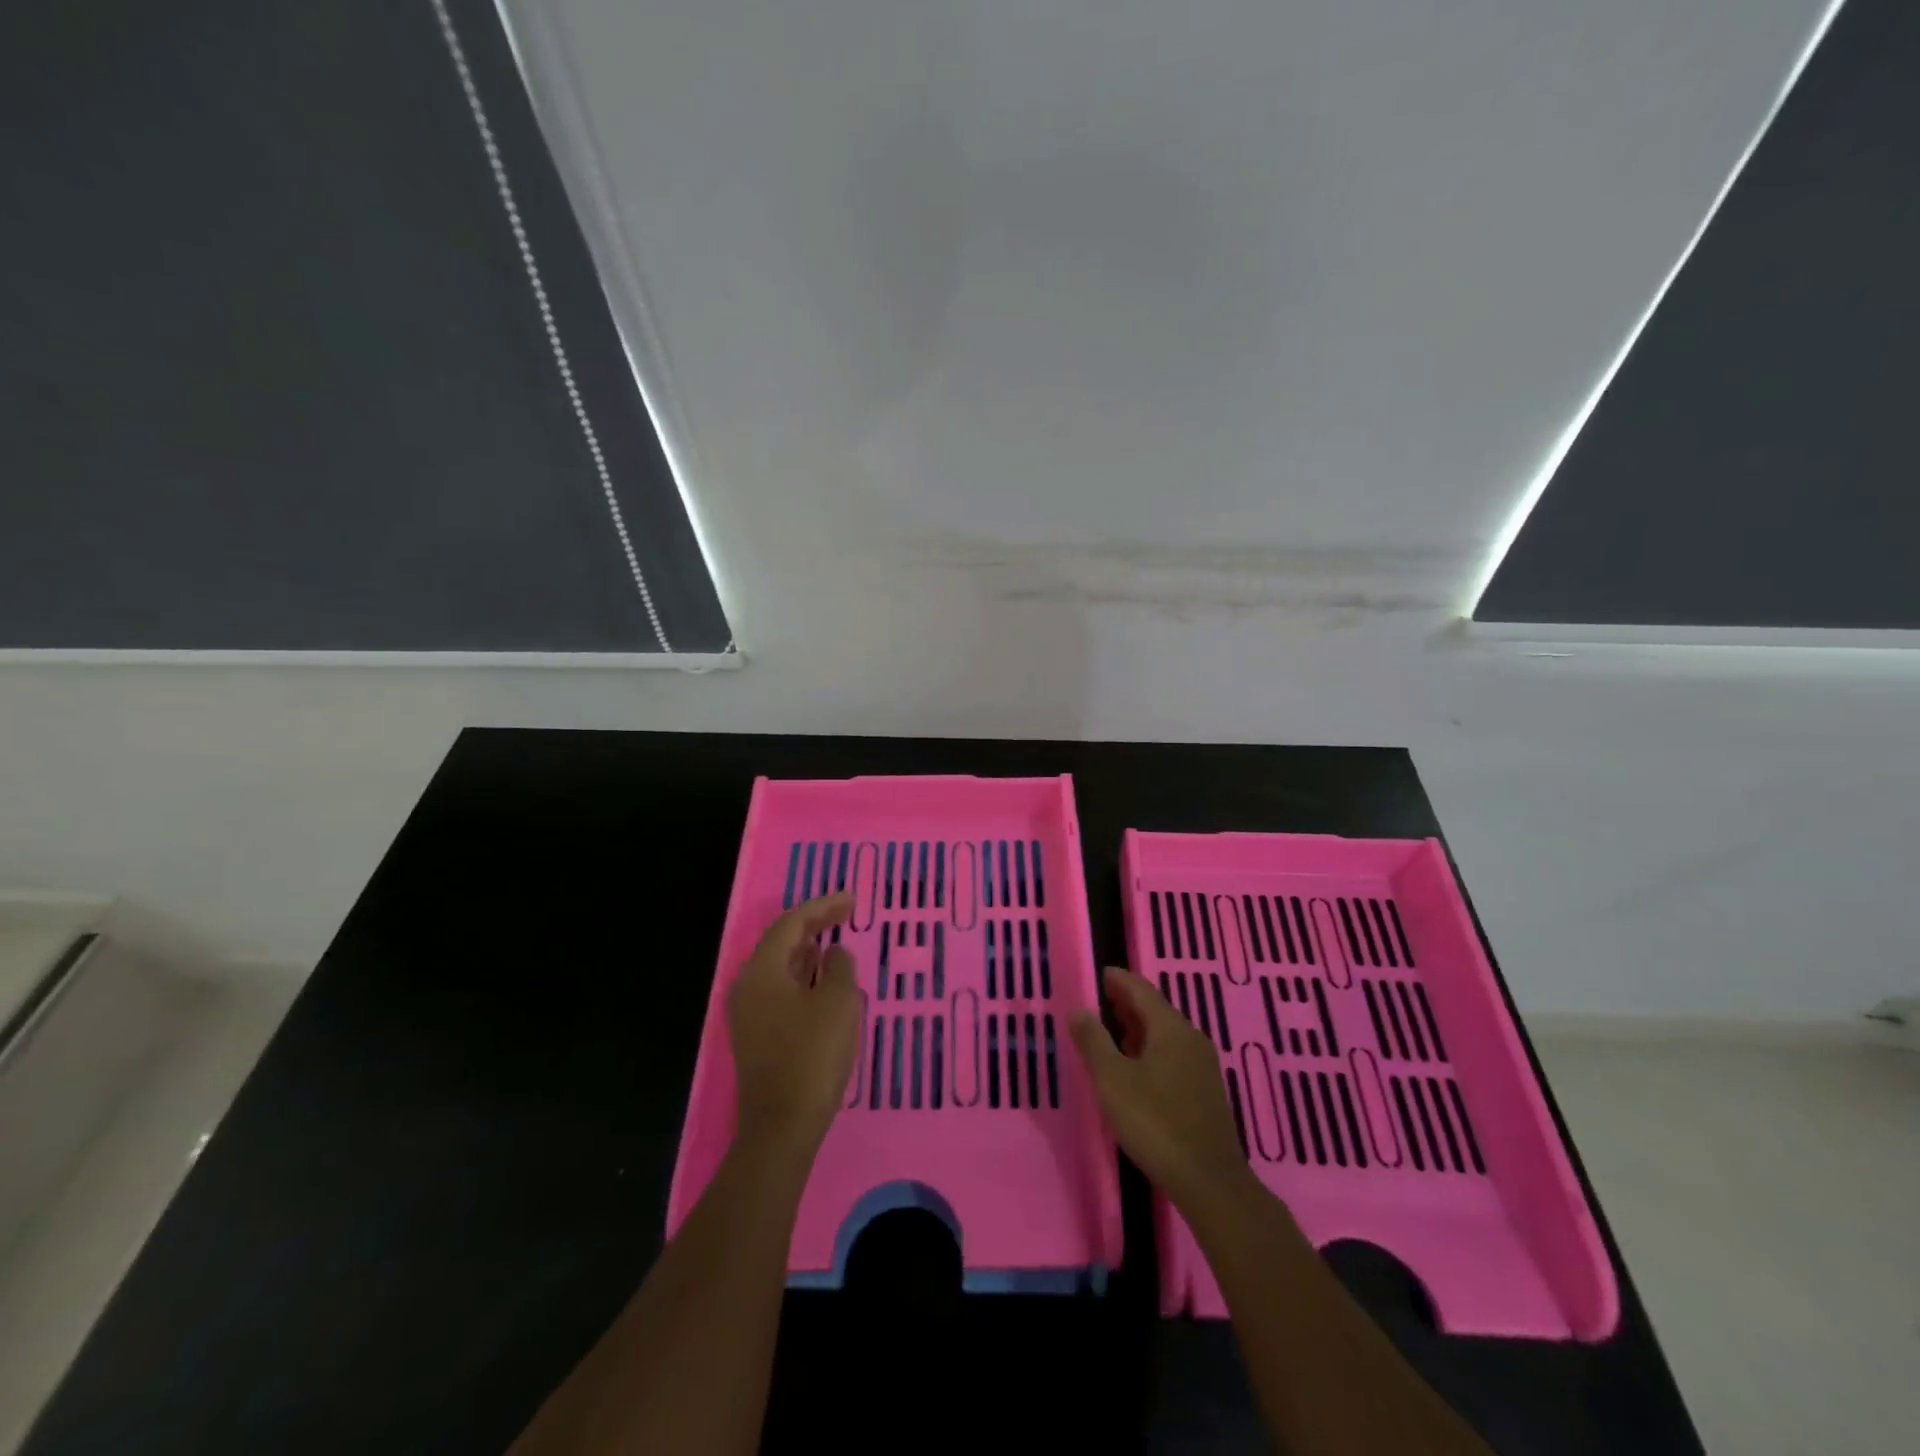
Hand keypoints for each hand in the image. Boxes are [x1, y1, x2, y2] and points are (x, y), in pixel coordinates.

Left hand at [728, 892, 860, 1161]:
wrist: (781, 1128)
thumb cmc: (811, 1057)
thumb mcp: (837, 1002)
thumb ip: (838, 967)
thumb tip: (833, 953)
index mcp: (762, 970)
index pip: (791, 923)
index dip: (823, 906)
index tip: (852, 900)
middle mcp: (747, 985)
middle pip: (781, 942)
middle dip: (814, 924)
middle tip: (846, 913)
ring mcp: (748, 1013)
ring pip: (780, 966)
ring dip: (808, 950)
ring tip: (836, 939)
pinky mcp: (756, 1035)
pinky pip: (780, 989)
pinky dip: (803, 975)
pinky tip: (823, 980)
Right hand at [1069, 966, 1250, 1209]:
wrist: (1210, 1181)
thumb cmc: (1155, 1123)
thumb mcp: (1113, 1081)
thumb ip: (1093, 1042)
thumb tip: (1078, 1010)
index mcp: (1171, 1028)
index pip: (1142, 990)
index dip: (1119, 980)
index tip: (1100, 974)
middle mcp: (1191, 1039)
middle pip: (1156, 1010)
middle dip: (1127, 1003)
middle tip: (1101, 1000)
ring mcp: (1202, 1066)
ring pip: (1165, 1034)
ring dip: (1138, 1028)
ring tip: (1112, 1032)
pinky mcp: (1205, 1091)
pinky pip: (1173, 1054)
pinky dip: (1150, 1049)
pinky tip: (1136, 1067)